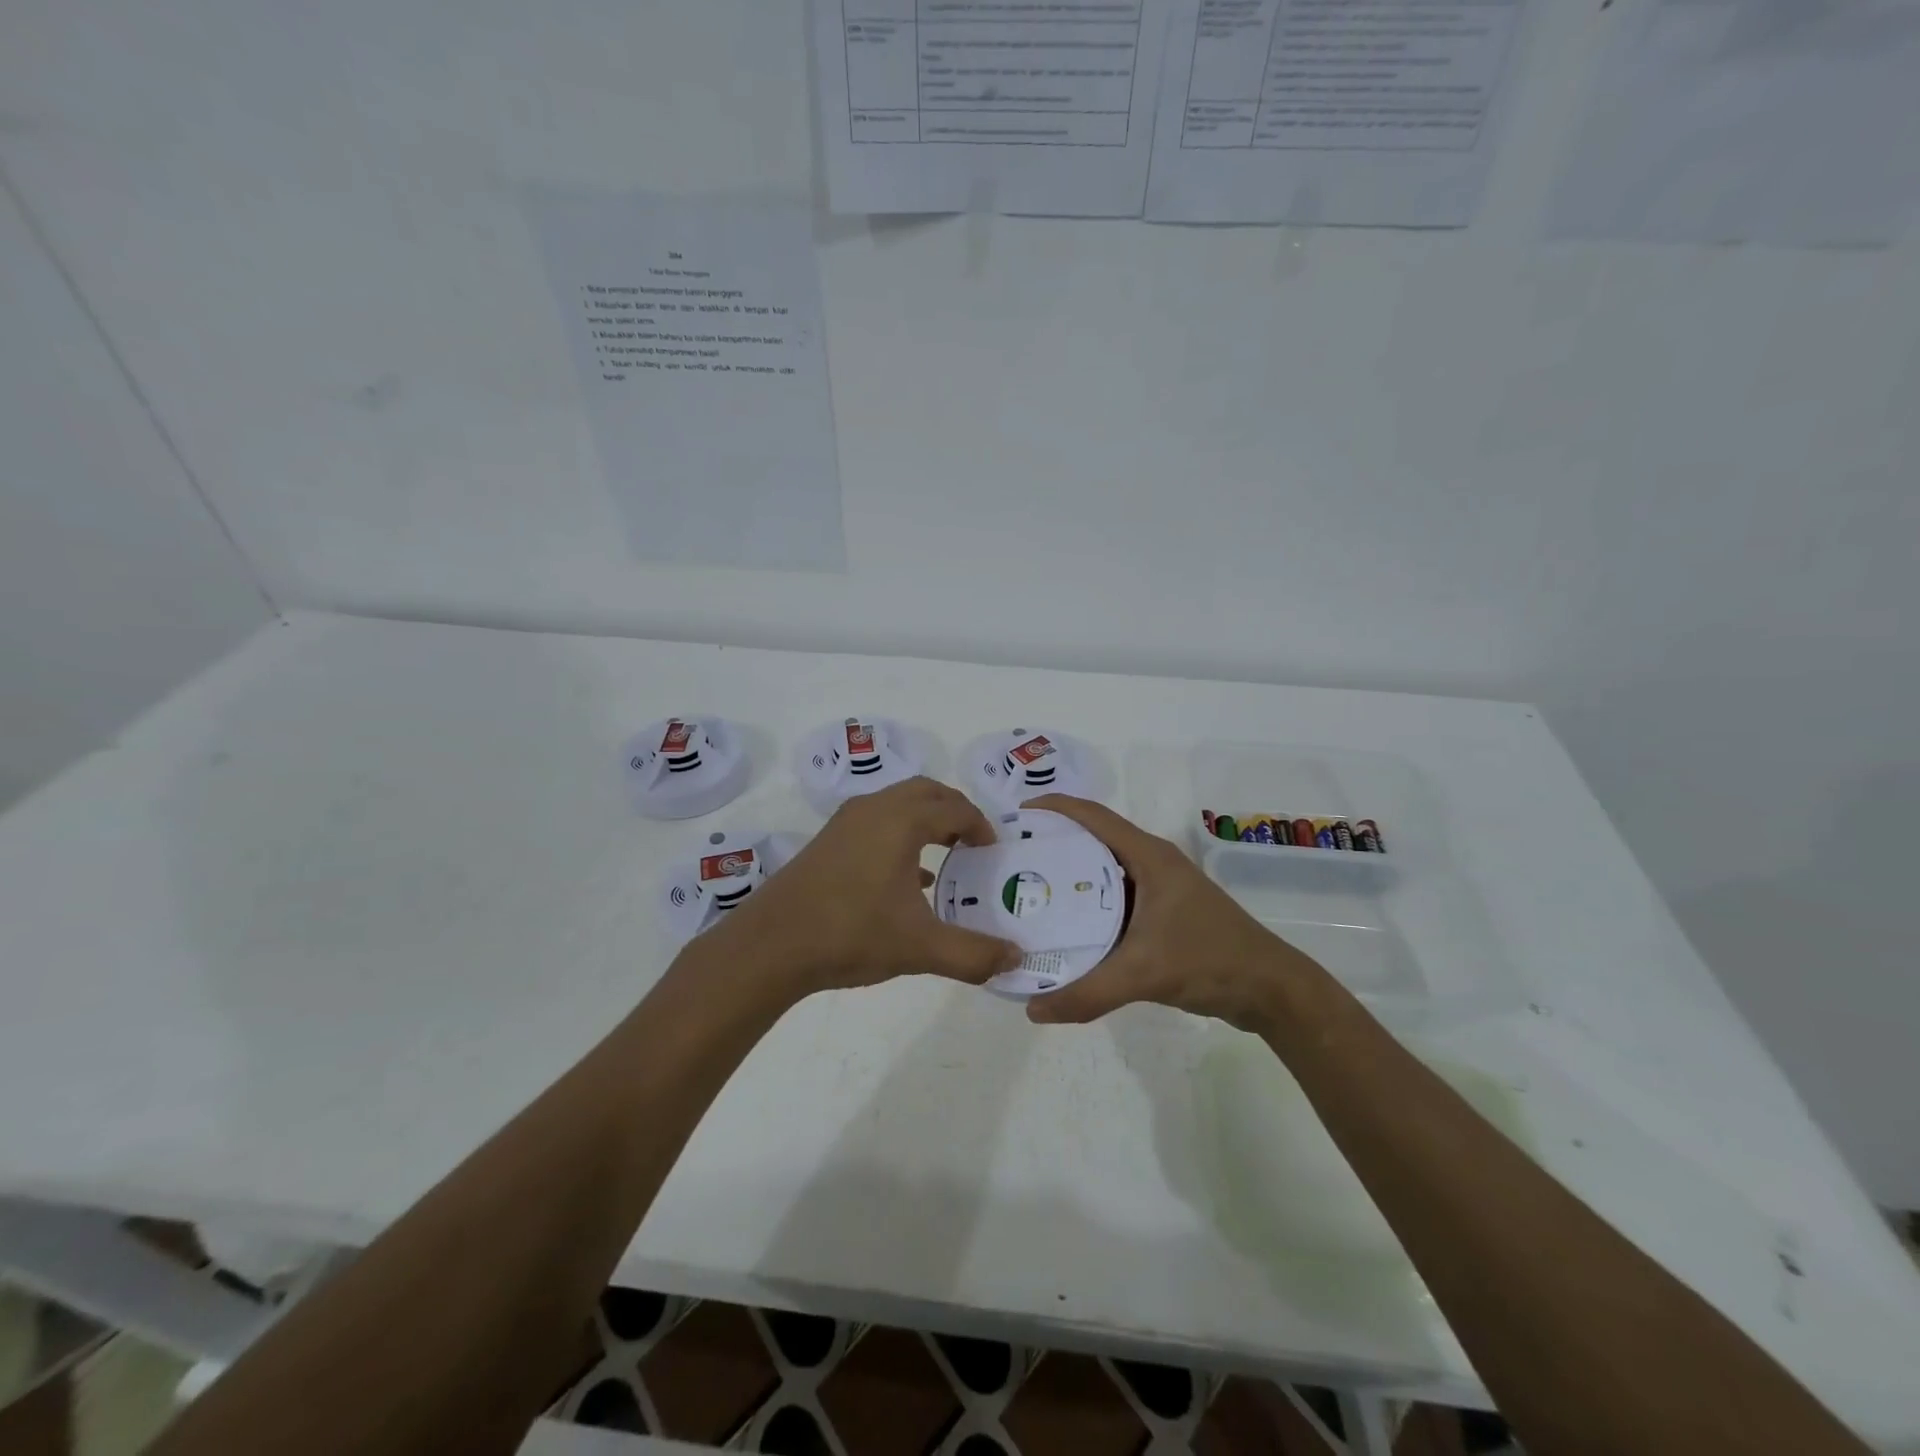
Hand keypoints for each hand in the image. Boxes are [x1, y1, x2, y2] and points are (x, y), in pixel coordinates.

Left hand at [703, 777, 1021, 997]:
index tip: (994, 852)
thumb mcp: (920, 947)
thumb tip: (1015, 958)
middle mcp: (874, 809)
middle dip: (955, 811)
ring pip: (897, 805)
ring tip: (946, 856)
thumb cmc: (851, 934)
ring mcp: (846, 823)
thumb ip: (973, 953)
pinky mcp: (827, 842)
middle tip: (974, 843)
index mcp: (901, 820)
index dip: (981, 827)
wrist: (771, 945)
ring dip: (925, 822)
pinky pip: (876, 823)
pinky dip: (900, 836)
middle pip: (926, 793)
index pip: (955, 809)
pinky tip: (907, 880)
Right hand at [1020, 795, 1321, 1032]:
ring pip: (1104, 872)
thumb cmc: (1209, 960)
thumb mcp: (1143, 974)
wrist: (1270, 989)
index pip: (1093, 817)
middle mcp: (1152, 863)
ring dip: (1071, 878)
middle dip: (1054, 845)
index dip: (1054, 809)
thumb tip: (1032, 1009)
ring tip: (1030, 892)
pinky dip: (1089, 906)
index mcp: (1148, 857)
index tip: (1015, 817)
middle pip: (1094, 841)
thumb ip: (1087, 992)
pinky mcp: (1164, 913)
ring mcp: (1160, 889)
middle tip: (1013, 860)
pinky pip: (1116, 899)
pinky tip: (1067, 928)